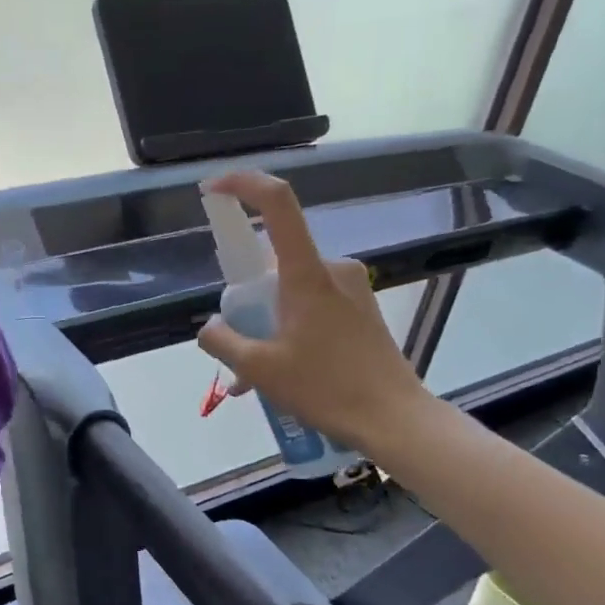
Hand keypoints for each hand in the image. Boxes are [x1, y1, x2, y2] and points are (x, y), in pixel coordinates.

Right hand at [196, 171, 427, 453]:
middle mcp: (332, 269)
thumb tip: (210, 327)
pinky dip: (289, 332)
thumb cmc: (326, 388)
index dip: (242, 185)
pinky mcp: (361, 310)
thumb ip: (223, 341)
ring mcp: (351, 289)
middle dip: (247, 298)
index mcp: (307, 274)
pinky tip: (282, 375)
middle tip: (237, 343)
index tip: (212, 191)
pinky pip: (312, 308)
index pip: (277, 203)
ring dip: (267, 324)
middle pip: (274, 262)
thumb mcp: (259, 370)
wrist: (394, 419)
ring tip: (255, 377)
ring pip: (291, 292)